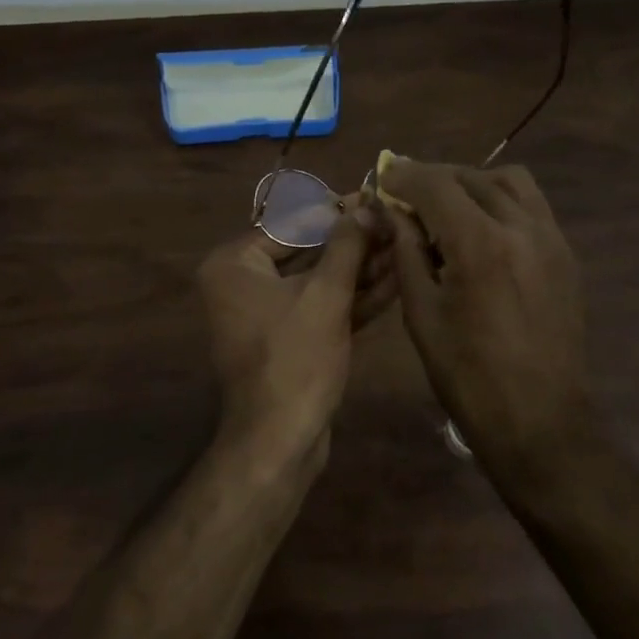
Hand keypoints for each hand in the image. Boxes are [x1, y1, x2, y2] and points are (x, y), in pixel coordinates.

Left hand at [197, 196, 393, 460]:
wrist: (280, 440)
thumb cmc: (296, 358)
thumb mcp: (326, 295)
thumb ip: (346, 246)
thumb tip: (365, 206)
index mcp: (235, 264)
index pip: (293, 223)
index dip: (338, 212)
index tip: (375, 199)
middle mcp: (242, 283)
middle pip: (307, 252)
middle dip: (354, 244)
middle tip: (396, 225)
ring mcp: (264, 313)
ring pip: (318, 281)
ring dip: (360, 270)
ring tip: (403, 248)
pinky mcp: (287, 339)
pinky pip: (319, 307)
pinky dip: (352, 298)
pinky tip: (393, 282)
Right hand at [380, 158, 590, 467]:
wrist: (539, 419)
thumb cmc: (467, 374)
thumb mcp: (422, 313)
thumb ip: (407, 251)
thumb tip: (392, 211)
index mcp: (480, 243)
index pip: (437, 184)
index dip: (405, 175)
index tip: (384, 174)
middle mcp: (522, 227)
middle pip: (473, 176)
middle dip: (435, 178)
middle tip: (407, 195)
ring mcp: (552, 239)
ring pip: (511, 182)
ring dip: (474, 182)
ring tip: (448, 207)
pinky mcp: (566, 255)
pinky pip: (532, 207)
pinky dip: (502, 202)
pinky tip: (482, 229)